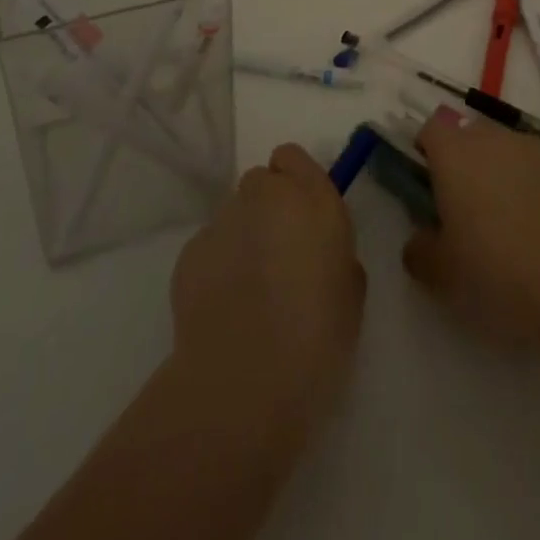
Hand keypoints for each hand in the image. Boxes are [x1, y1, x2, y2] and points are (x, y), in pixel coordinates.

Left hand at [170, 143, 366, 442]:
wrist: (243, 381)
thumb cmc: (316, 338)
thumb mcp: (350, 293)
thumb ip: (335, 254)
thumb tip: (317, 254)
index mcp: (312, 198)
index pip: (293, 157)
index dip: (296, 181)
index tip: (303, 215)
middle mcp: (265, 196)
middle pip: (261, 182)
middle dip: (269, 208)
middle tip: (279, 254)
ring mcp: (223, 220)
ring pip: (234, 214)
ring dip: (243, 236)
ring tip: (249, 289)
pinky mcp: (190, 252)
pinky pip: (209, 246)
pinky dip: (217, 265)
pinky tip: (224, 306)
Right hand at [402, 108, 539, 353]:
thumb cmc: (498, 274)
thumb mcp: (442, 276)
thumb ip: (420, 250)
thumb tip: (420, 239)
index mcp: (455, 154)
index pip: (432, 128)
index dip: (428, 150)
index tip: (430, 184)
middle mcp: (495, 138)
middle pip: (472, 136)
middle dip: (466, 163)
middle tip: (469, 210)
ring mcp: (538, 148)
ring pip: (510, 150)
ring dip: (505, 173)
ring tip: (513, 223)